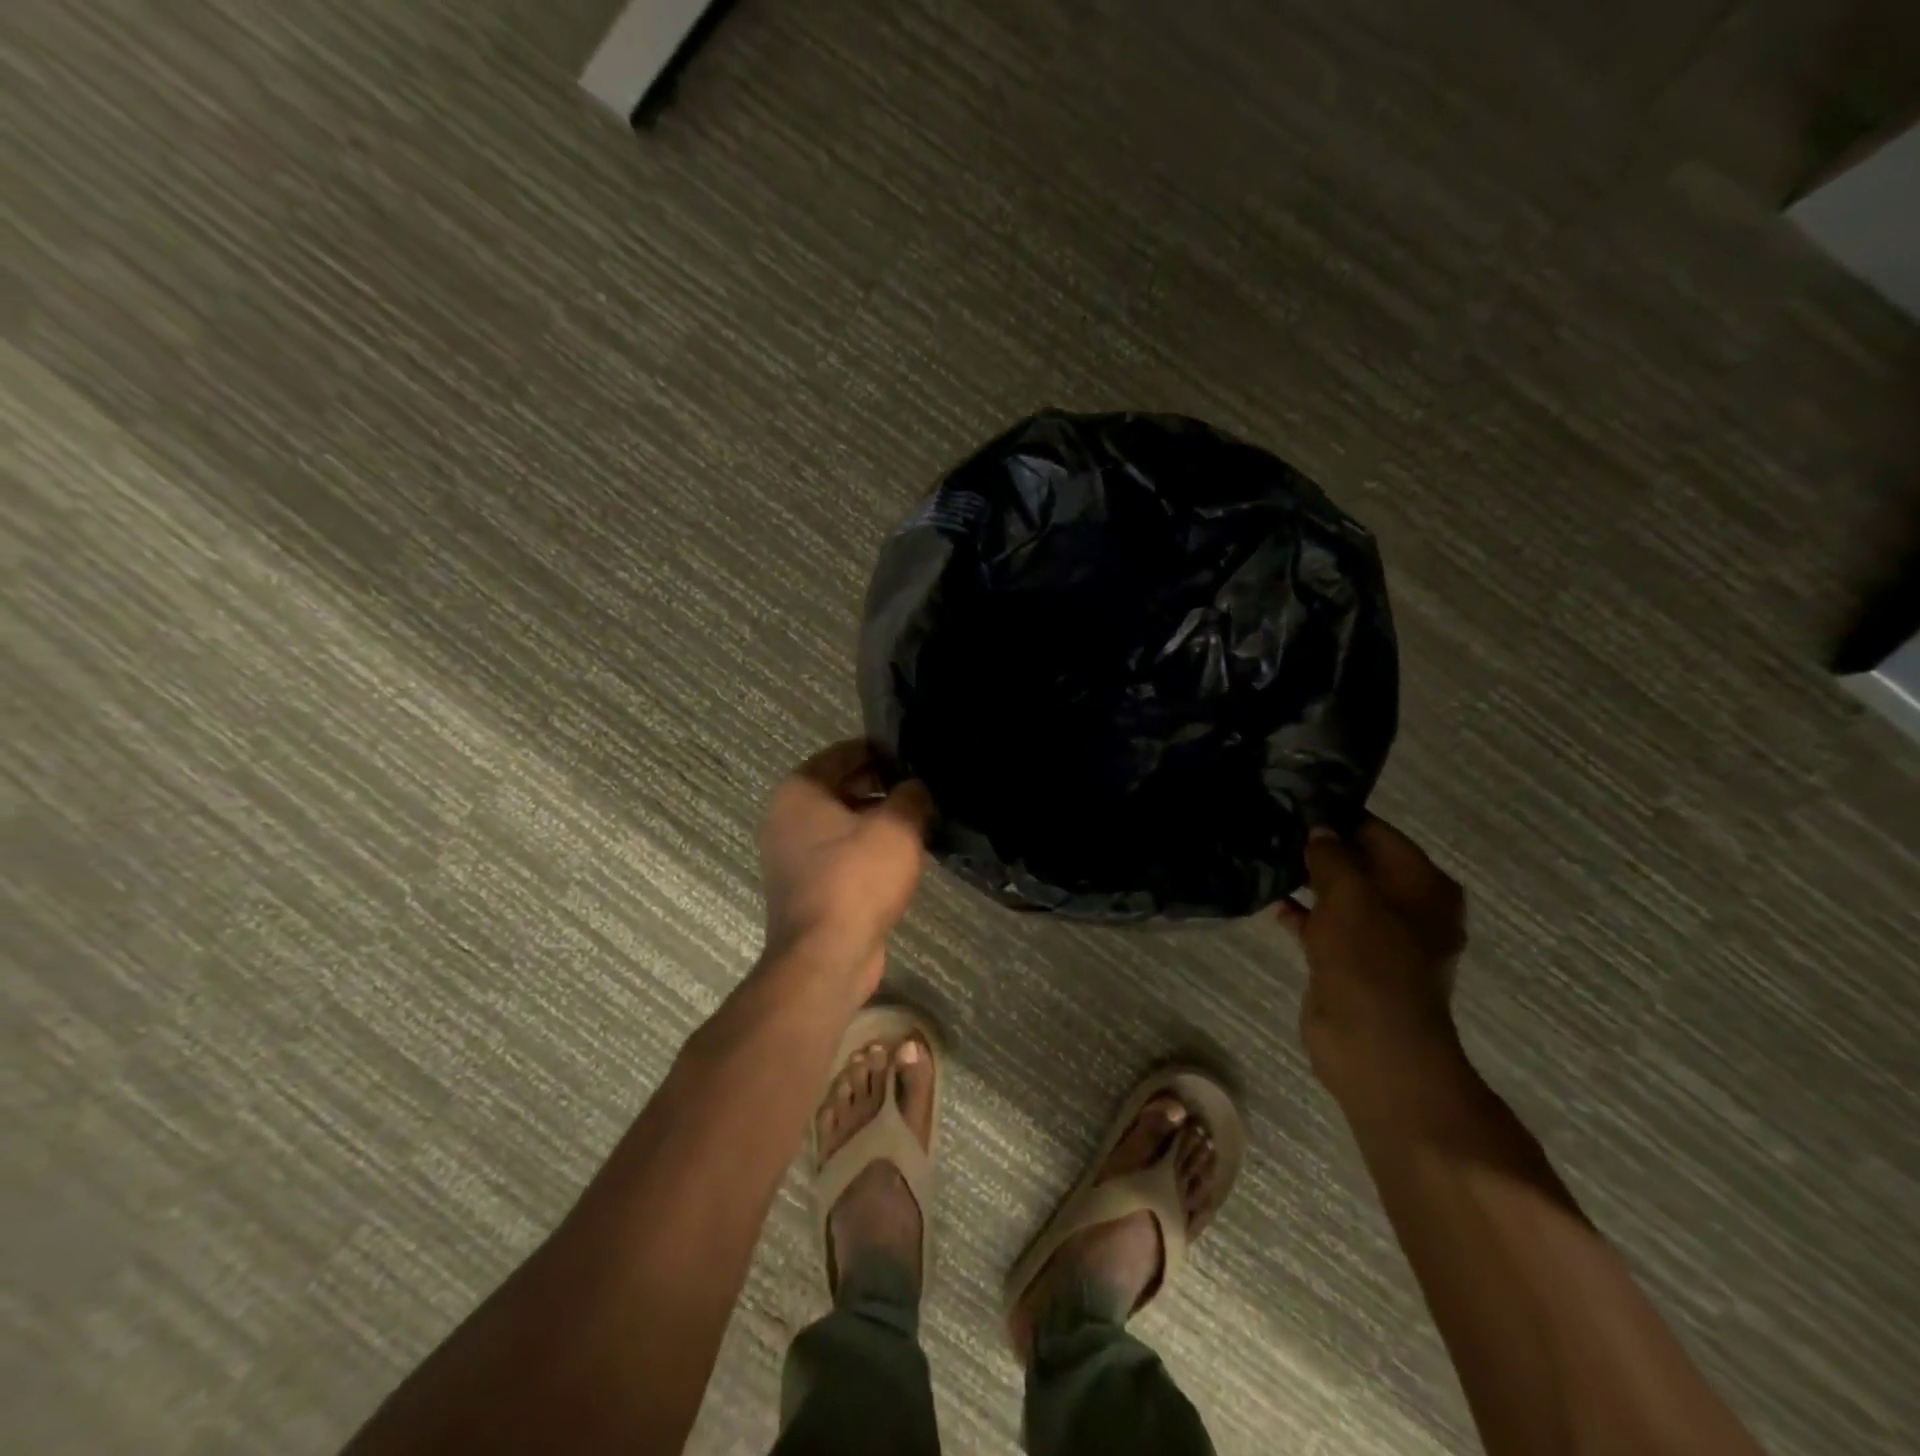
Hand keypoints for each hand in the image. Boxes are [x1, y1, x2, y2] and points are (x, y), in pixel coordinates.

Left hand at [757, 740, 932, 992]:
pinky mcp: (805, 886)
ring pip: (841, 823)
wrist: (826, 956)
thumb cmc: (857, 878)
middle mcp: (786, 817)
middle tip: (922, 788)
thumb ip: (911, 796)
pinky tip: (900, 856)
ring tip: (919, 820)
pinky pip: (840, 854)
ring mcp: (791, 855)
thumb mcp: (897, 826)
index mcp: (800, 791)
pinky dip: (866, 850)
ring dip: (876, 820)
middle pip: (841, 787)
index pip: (844, 753)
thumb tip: (915, 788)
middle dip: (881, 786)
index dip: (881, 751)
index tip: (914, 756)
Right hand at [1274, 817, 1468, 1122]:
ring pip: (1338, 895)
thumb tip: (1318, 830)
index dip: (1339, 818)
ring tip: (1263, 855)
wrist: (1373, 1045)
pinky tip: (1267, 899)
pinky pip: (1322, 925)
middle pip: (1358, 863)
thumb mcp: (1350, 896)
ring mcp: (1378, 937)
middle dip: (1319, 849)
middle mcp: (1407, 907)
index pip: (1378, 834)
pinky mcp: (1349, 961)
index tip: (1296, 802)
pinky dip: (1299, 913)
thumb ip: (1332, 856)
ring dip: (1305, 880)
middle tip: (1272, 826)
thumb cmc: (1372, 961)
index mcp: (1424, 886)